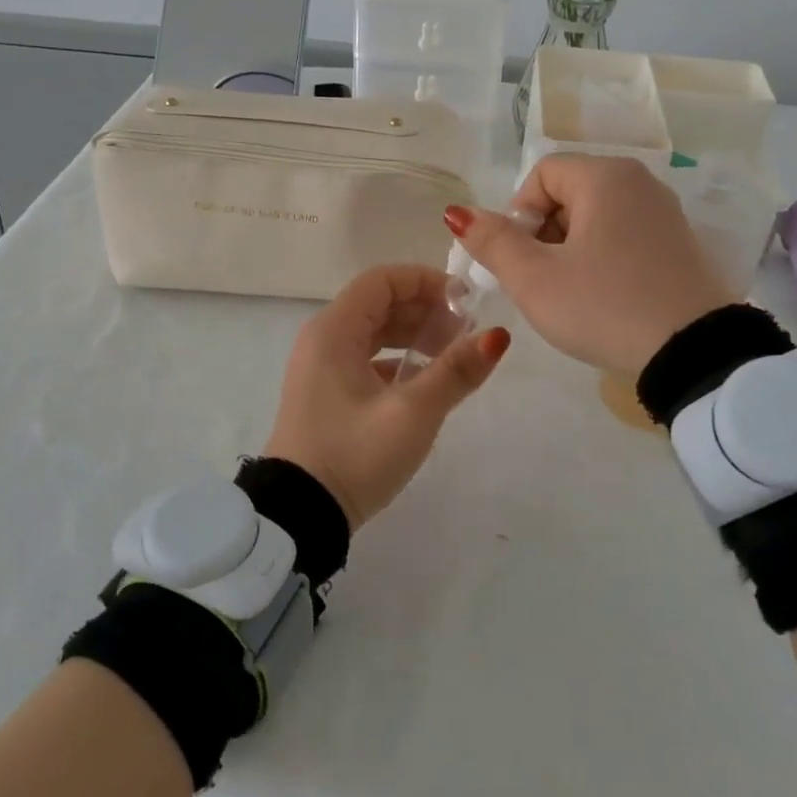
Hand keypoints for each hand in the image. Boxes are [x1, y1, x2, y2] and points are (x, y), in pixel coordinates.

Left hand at [267, 265, 509, 529]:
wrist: (299, 516)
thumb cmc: (354, 455)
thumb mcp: (412, 413)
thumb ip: (455, 371)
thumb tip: (497, 337)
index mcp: (334, 330)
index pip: (382, 280)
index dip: (425, 281)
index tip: (466, 302)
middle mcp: (323, 339)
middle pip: (379, 303)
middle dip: (425, 310)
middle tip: (466, 333)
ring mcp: (321, 367)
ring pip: (374, 332)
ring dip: (414, 335)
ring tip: (453, 355)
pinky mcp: (326, 393)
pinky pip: (366, 359)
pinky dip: (397, 360)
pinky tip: (425, 382)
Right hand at [447, 154, 733, 374]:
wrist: (694, 354)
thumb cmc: (604, 307)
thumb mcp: (535, 279)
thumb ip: (492, 242)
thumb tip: (457, 213)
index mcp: (605, 177)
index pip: (540, 176)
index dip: (519, 215)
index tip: (523, 260)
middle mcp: (639, 182)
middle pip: (568, 193)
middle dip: (544, 234)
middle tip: (543, 281)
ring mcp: (664, 212)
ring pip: (596, 217)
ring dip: (571, 249)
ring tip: (572, 294)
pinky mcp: (680, 242)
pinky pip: (624, 235)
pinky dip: (603, 257)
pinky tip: (605, 296)